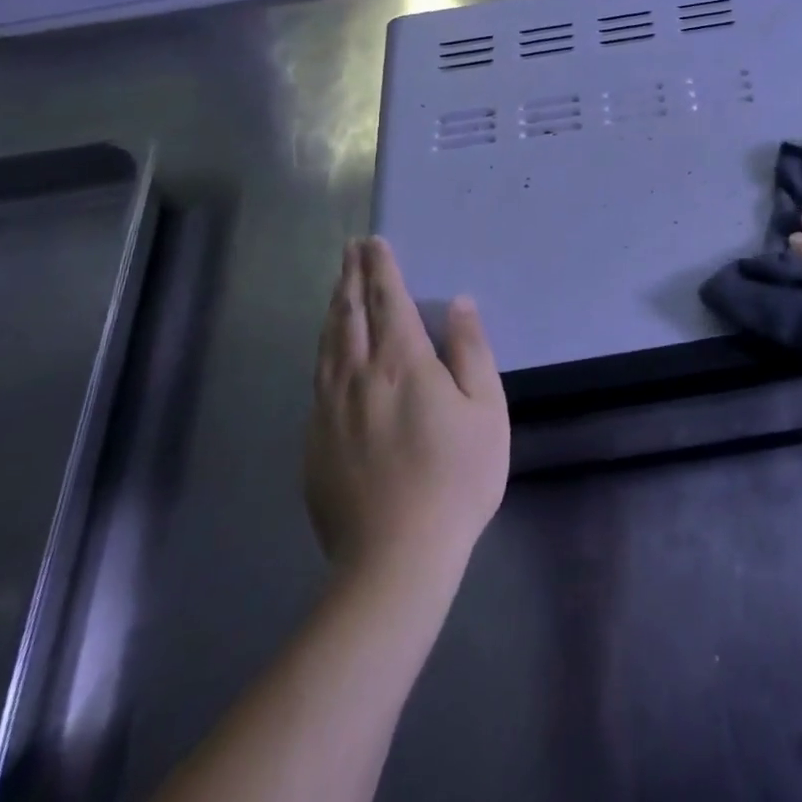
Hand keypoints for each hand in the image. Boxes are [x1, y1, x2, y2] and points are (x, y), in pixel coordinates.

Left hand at [304, 238, 508, 576]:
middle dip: (351, 278)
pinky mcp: (315, 442)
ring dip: (333, 309)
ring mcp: (330, 410)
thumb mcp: (486, 410)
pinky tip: (327, 350)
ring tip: (338, 287)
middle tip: (350, 250)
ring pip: (327, 344)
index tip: (374, 242)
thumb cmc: (456, 479)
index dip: (382, 268)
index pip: (389, 301)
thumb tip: (459, 304)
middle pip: (350, 315)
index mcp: (403, 363)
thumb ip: (471, 351)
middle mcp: (358, 376)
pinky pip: (317, 379)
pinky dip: (323, 350)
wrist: (395, 559)